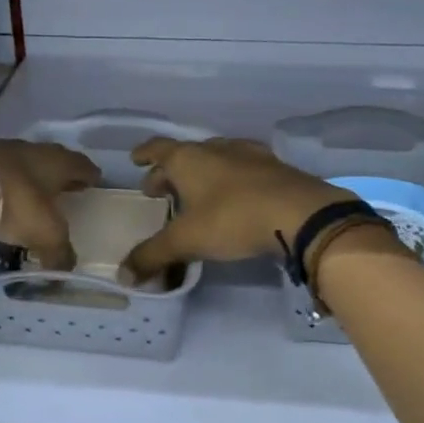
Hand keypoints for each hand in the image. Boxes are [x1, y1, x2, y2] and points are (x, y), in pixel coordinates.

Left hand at [0, 138, 100, 271]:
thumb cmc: (12, 202)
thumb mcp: (44, 234)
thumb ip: (59, 252)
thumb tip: (66, 270)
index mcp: (58, 162)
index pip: (83, 166)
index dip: (90, 176)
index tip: (94, 184)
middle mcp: (33, 150)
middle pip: (54, 160)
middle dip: (61, 175)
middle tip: (67, 190)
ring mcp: (0, 150)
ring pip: (24, 163)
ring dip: (30, 177)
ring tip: (32, 196)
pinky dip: (3, 183)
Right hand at [122, 137, 354, 279]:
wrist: (300, 213)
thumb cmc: (232, 218)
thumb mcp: (186, 240)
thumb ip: (153, 256)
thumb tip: (123, 274)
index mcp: (189, 158)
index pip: (158, 149)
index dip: (145, 154)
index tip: (135, 159)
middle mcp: (217, 148)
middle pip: (186, 155)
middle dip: (170, 172)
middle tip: (160, 190)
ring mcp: (249, 155)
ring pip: (216, 158)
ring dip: (202, 174)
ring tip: (197, 193)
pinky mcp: (275, 168)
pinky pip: (243, 169)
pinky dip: (230, 179)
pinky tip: (235, 194)